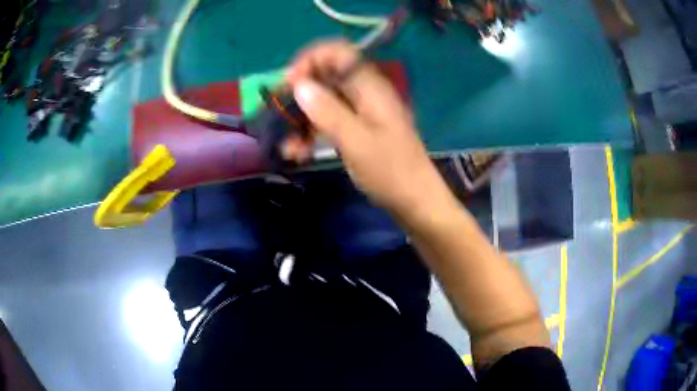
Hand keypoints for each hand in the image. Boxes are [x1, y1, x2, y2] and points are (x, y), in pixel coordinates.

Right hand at [285, 40, 453, 217]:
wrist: (414, 201)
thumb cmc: (390, 171)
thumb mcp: (356, 141)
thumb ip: (327, 111)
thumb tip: (299, 84)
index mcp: (370, 87)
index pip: (338, 52)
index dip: (311, 60)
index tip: (289, 83)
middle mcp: (364, 93)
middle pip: (326, 77)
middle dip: (299, 94)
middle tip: (279, 116)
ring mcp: (360, 111)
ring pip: (323, 102)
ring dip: (301, 119)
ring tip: (287, 146)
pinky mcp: (356, 129)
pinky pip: (328, 121)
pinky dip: (311, 133)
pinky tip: (298, 153)